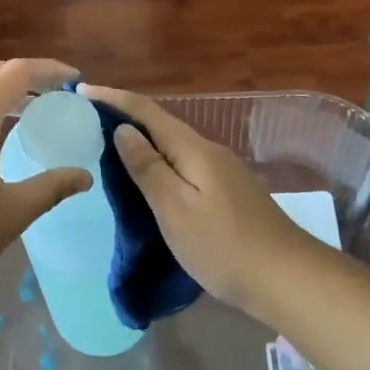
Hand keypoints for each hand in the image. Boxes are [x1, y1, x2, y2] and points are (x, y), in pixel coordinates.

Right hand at [80, 85, 326, 316]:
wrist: (288, 279)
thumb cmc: (223, 245)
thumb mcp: (175, 208)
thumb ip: (147, 167)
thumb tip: (122, 129)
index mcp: (192, 149)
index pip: (145, 111)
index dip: (113, 98)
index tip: (81, 90)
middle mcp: (208, 151)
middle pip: (160, 124)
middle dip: (124, 117)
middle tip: (87, 121)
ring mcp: (222, 171)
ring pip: (172, 146)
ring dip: (142, 141)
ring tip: (109, 148)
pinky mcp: (228, 192)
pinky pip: (183, 164)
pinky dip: (159, 162)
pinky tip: (150, 180)